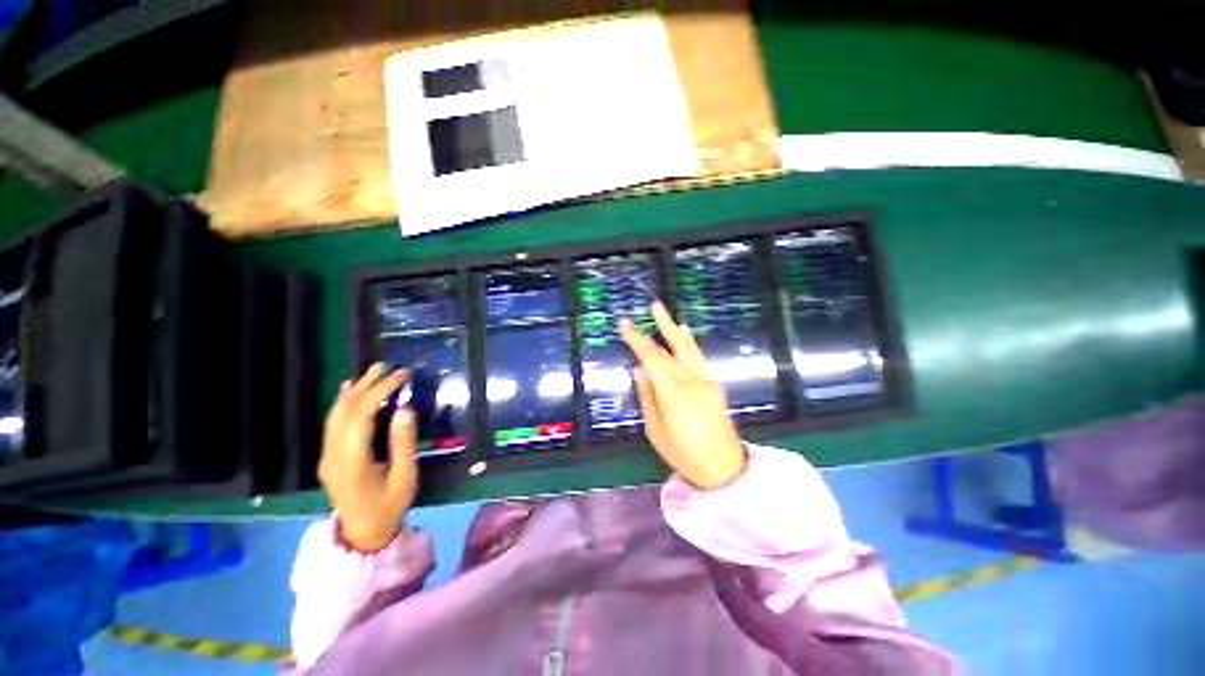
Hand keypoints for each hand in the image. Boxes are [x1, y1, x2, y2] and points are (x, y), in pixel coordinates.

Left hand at [318, 363, 418, 551]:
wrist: (361, 535)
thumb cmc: (389, 507)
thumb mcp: (404, 478)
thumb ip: (403, 444)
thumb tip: (405, 409)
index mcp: (352, 461)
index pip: (362, 415)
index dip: (380, 391)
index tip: (401, 376)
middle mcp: (333, 455)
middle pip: (345, 411)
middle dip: (367, 385)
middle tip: (388, 366)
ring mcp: (327, 456)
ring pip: (335, 415)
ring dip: (354, 391)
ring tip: (372, 371)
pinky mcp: (328, 457)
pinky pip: (333, 424)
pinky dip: (343, 404)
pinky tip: (349, 391)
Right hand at [619, 302, 746, 489]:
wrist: (724, 468)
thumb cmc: (684, 454)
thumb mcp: (656, 430)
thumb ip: (647, 396)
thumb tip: (638, 369)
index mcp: (674, 392)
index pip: (652, 358)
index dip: (637, 339)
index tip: (625, 325)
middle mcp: (693, 380)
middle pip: (674, 346)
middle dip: (661, 325)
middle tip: (653, 305)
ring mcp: (707, 381)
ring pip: (689, 348)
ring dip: (676, 329)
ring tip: (666, 314)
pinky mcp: (714, 385)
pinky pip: (699, 357)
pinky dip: (690, 343)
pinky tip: (685, 334)